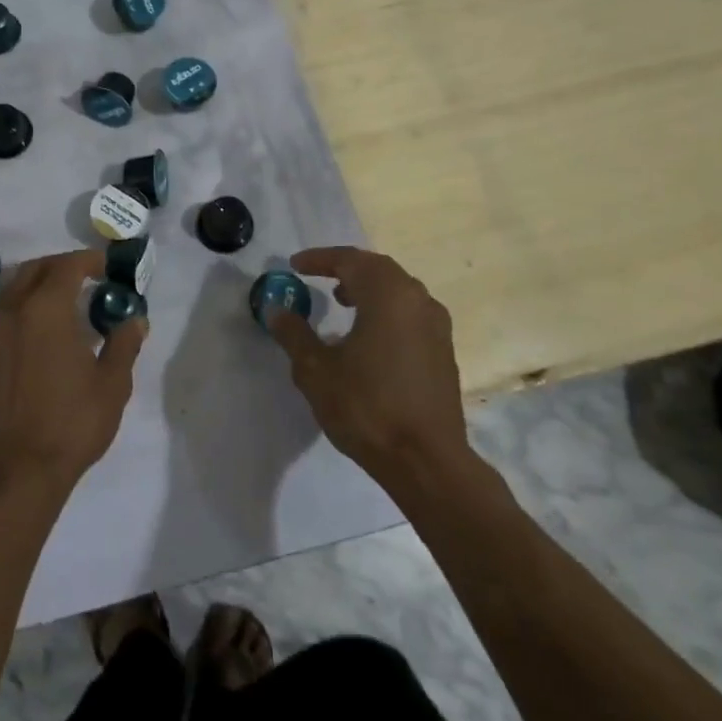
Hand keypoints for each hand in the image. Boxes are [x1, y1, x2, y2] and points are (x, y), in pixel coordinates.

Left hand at [0, 248, 147, 492]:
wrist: (21, 470)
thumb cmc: (73, 422)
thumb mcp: (112, 384)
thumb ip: (123, 344)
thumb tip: (134, 320)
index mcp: (46, 311)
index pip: (66, 267)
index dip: (87, 260)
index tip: (105, 265)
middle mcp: (13, 315)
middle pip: (32, 271)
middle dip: (59, 266)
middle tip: (84, 277)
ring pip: (11, 294)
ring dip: (36, 288)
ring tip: (61, 305)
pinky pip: (2, 325)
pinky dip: (22, 318)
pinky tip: (39, 344)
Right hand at [268, 246, 471, 484]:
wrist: (426, 461)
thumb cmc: (366, 407)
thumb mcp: (316, 370)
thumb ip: (294, 333)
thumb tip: (277, 309)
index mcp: (388, 295)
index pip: (350, 261)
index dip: (319, 259)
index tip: (295, 265)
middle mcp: (417, 300)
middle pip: (378, 269)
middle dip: (346, 269)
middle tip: (318, 278)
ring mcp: (436, 326)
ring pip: (398, 290)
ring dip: (368, 289)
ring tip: (342, 303)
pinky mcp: (444, 350)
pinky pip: (410, 313)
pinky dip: (385, 310)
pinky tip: (368, 335)